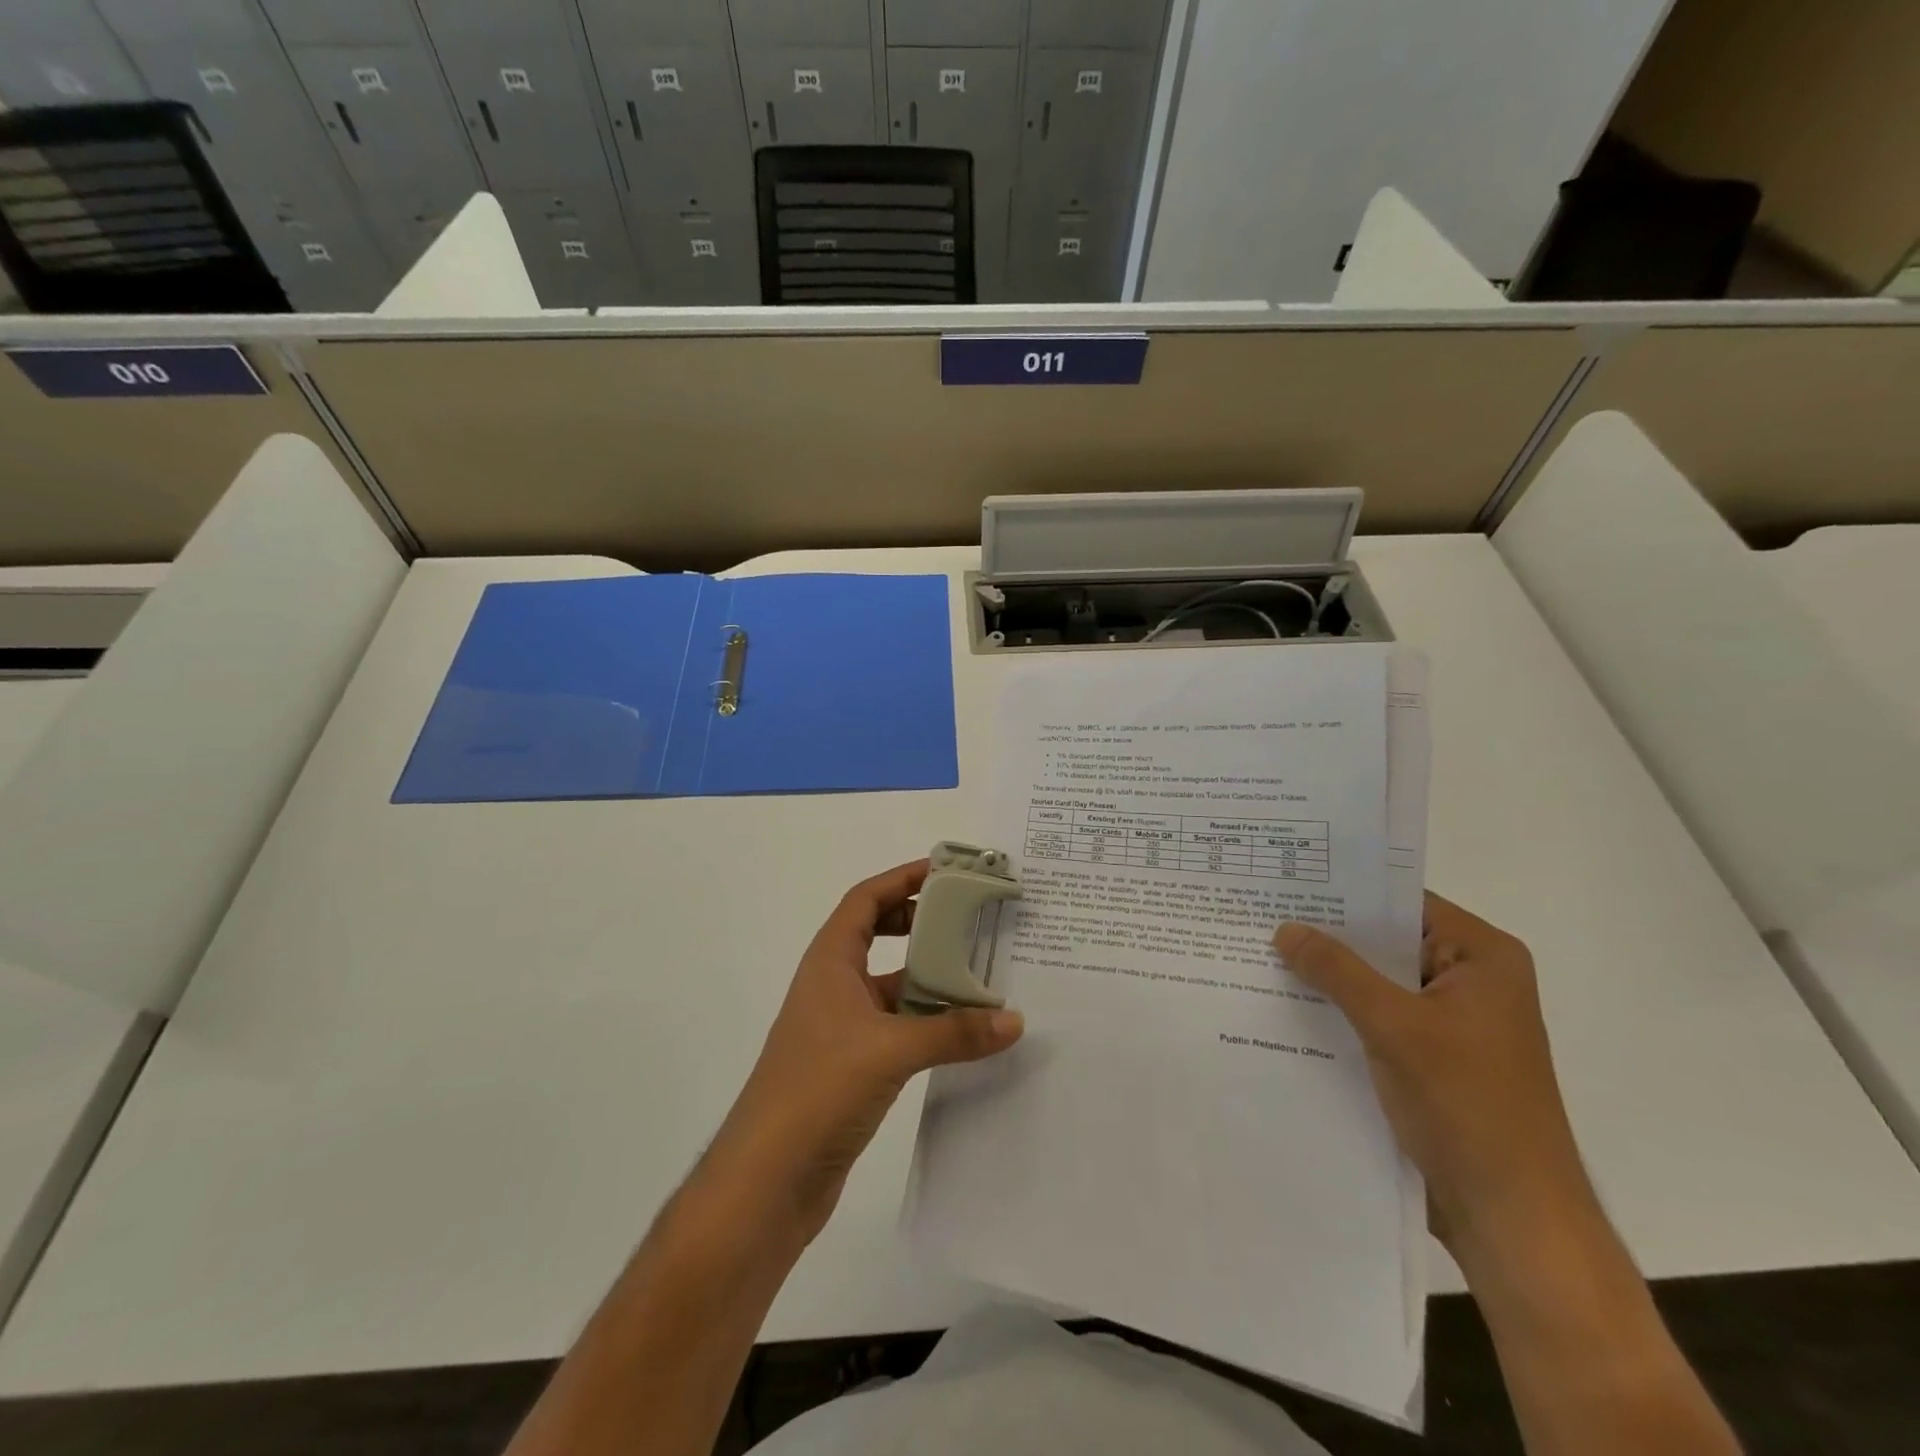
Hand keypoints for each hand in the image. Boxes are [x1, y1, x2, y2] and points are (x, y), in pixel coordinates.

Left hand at [706, 860, 1024, 1244]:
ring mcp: (841, 1028)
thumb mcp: (890, 1050)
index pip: (865, 900)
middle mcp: (834, 986)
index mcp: (830, 962)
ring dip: (930, 978)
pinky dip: (928, 1021)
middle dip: (920, 922)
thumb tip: (1014, 1020)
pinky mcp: (852, 1067)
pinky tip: (964, 1032)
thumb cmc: (818, 1089)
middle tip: (969, 918)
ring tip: (982, 974)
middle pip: (878, 935)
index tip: (946, 871)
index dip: (902, 879)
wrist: (766, 1181)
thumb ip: (954, 1032)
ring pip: (892, 986)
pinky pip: (897, 1027)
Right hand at [1274, 894, 1594, 1266]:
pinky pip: (1376, 1016)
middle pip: (1387, 941)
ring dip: (1329, 975)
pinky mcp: (1430, 1056)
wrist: (1511, 1214)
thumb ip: (1337, 971)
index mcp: (1482, 958)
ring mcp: (1450, 1021)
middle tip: (1262, 913)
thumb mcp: (1395, 1026)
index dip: (1347, 890)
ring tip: (1261, 952)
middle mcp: (1469, 980)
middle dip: (1329, 934)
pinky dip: (1339, 1010)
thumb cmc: (1466, 1104)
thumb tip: (1284, 928)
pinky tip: (1287, 1003)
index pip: (1404, 902)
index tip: (1288, 881)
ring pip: (1377, 981)